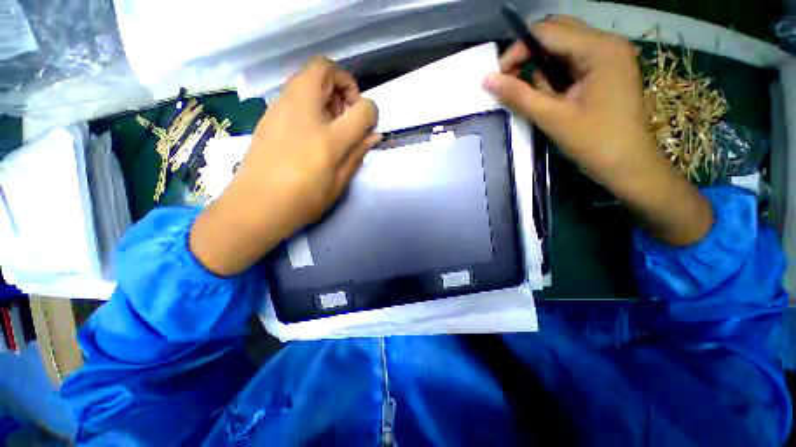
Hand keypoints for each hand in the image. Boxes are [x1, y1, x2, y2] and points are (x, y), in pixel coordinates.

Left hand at [191, 57, 379, 275]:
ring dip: (327, 89)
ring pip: (307, 74)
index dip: (372, 112)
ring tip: (331, 120)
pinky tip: (311, 126)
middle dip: (344, 82)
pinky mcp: (269, 113)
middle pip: (326, 68)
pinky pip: (295, 90)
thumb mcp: (339, 183)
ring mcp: (281, 108)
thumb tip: (373, 136)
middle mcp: (304, 112)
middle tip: (347, 112)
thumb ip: (357, 155)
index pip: (362, 107)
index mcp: (328, 138)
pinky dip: (311, 98)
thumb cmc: (302, 200)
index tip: (368, 126)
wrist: (254, 206)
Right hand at [483, 16, 712, 245]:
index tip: (498, 77)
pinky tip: (555, 99)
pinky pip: (572, 63)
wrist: (629, 165)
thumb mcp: (552, 118)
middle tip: (512, 84)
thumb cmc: (594, 142)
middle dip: (529, 57)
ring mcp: (609, 56)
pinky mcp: (607, 70)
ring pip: (563, 49)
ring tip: (543, 100)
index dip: (517, 51)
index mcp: (599, 48)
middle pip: (556, 34)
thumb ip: (518, 95)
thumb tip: (487, 80)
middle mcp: (606, 43)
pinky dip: (555, 78)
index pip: (547, 32)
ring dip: (543, 71)